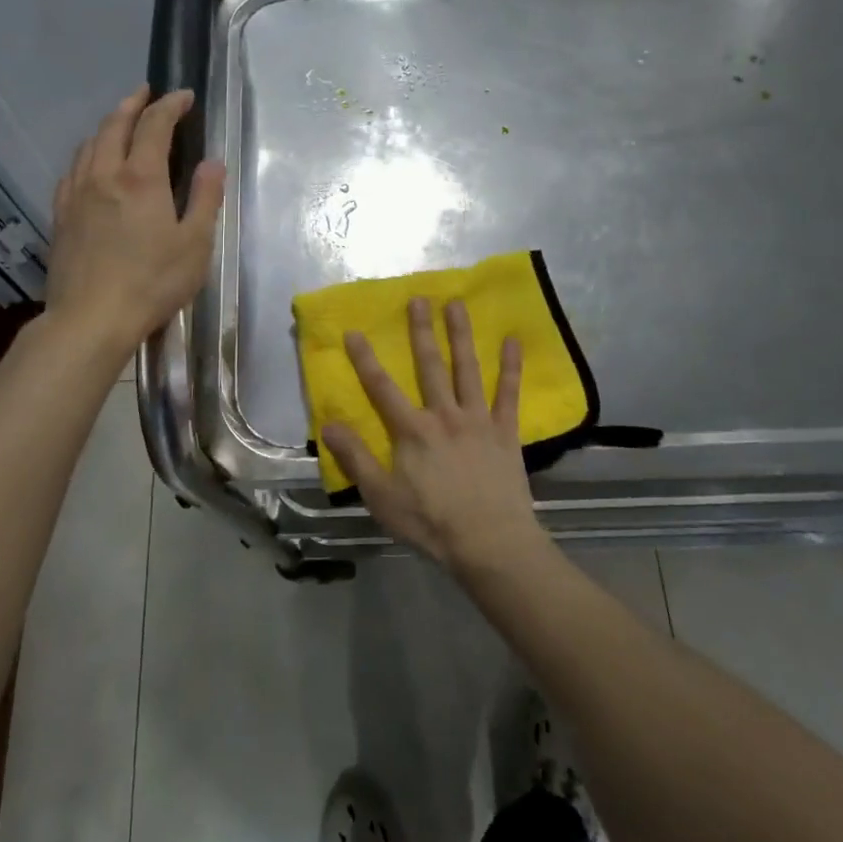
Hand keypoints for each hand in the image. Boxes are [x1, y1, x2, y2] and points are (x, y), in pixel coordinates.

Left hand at [44, 86, 225, 353]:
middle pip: (115, 125)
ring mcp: (77, 194)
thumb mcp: (194, 244)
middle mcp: (104, 175)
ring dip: (107, 125)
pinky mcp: (61, 216)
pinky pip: (72, 170)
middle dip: (134, 104)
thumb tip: (212, 163)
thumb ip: (204, 199)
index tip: (184, 96)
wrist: (90, 319)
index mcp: (141, 178)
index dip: (170, 105)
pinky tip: (90, 164)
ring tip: (120, 122)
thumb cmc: (152, 283)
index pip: (155, 125)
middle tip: (147, 93)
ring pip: (89, 144)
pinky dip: (87, 154)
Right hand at [321, 297, 546, 575]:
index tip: (354, 331)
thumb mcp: (381, 496)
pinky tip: (514, 340)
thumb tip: (329, 424)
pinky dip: (511, 366)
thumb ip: (356, 458)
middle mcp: (444, 415)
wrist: (490, 543)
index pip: (381, 388)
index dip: (365, 359)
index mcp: (412, 431)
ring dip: (461, 335)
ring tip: (457, 304)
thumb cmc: (431, 523)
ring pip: (467, 369)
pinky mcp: (505, 431)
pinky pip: (509, 393)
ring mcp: (478, 420)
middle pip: (429, 365)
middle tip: (418, 299)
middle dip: (421, 331)